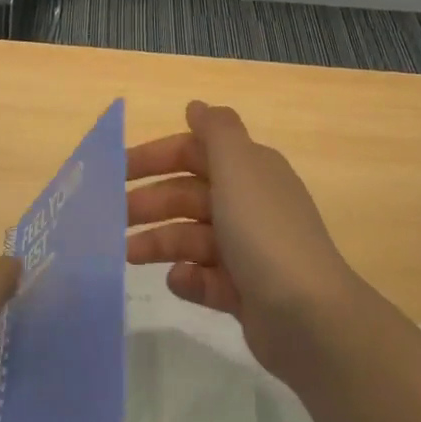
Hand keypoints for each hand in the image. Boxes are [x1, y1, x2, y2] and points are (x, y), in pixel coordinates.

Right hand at [126, 101, 366, 375]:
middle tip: (112, 216)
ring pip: (191, 237)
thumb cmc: (264, 231)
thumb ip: (216, 130)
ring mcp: (248, 251)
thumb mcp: (239, 166)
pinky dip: (188, 277)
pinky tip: (177, 280)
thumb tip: (196, 106)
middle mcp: (249, 204)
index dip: (155, 157)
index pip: (194, 152)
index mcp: (249, 170)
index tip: (117, 170)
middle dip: (151, 202)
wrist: (308, 316)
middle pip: (189, 195)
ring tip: (128, 254)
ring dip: (159, 241)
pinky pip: (205, 278)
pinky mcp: (244, 292)